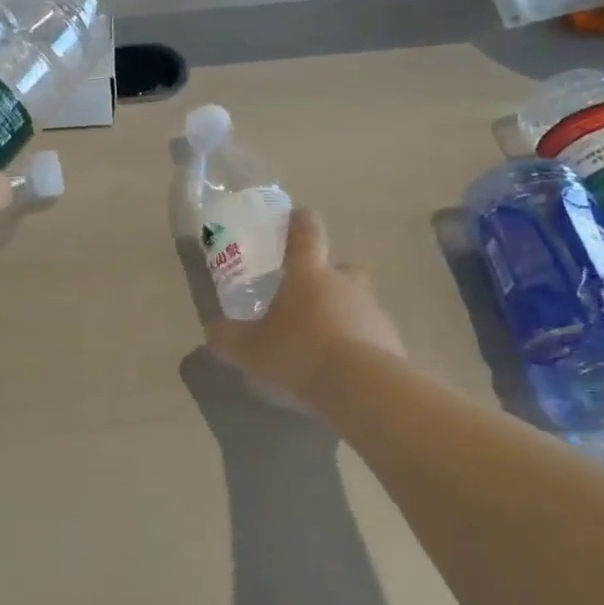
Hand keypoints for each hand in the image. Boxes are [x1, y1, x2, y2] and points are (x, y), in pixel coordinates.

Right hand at [206, 210, 403, 409]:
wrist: (361, 388)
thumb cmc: (298, 352)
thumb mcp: (249, 349)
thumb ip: (227, 338)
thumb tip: (212, 331)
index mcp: (309, 274)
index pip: (307, 233)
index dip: (300, 222)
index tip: (295, 216)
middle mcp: (344, 283)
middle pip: (339, 267)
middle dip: (326, 276)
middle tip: (306, 296)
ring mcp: (372, 311)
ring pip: (357, 301)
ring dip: (341, 313)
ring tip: (321, 341)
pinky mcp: (391, 341)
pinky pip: (371, 334)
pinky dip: (358, 344)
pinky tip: (342, 368)